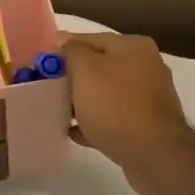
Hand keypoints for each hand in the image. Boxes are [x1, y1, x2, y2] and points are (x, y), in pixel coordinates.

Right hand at [58, 32, 194, 194]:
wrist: (154, 154)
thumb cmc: (117, 106)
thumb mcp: (86, 71)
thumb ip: (71, 52)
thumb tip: (63, 41)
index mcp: (133, 47)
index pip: (90, 39)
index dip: (62, 49)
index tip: (40, 63)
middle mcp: (145, 67)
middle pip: (98, 67)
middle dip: (72, 78)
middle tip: (45, 88)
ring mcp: (147, 99)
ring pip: (105, 95)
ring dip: (81, 102)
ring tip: (54, 112)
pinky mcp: (145, 126)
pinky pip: (112, 119)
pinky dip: (93, 123)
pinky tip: (72, 132)